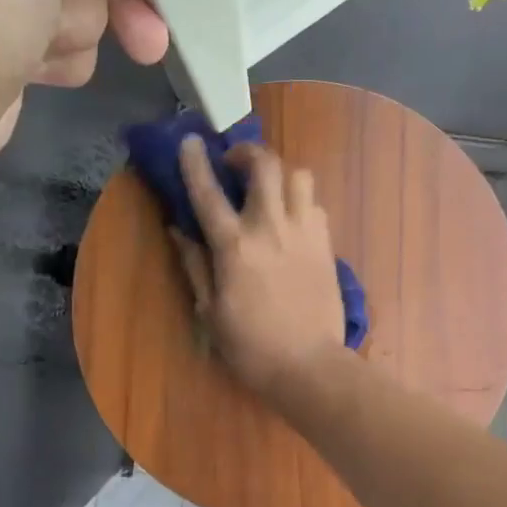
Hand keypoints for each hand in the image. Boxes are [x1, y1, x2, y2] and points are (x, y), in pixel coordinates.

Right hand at [172, 136, 346, 398]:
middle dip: (247, 152)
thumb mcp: (210, 311)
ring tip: (268, 190)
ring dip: (279, 174)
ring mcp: (305, 233)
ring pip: (298, 176)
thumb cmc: (252, 346)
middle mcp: (271, 228)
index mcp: (235, 246)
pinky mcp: (327, 244)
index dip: (195, 162)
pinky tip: (291, 219)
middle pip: (265, 165)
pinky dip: (300, 200)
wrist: (310, 366)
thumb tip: (179, 231)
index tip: (190, 140)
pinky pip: (315, 204)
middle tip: (235, 164)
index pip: (209, 192)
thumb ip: (195, 265)